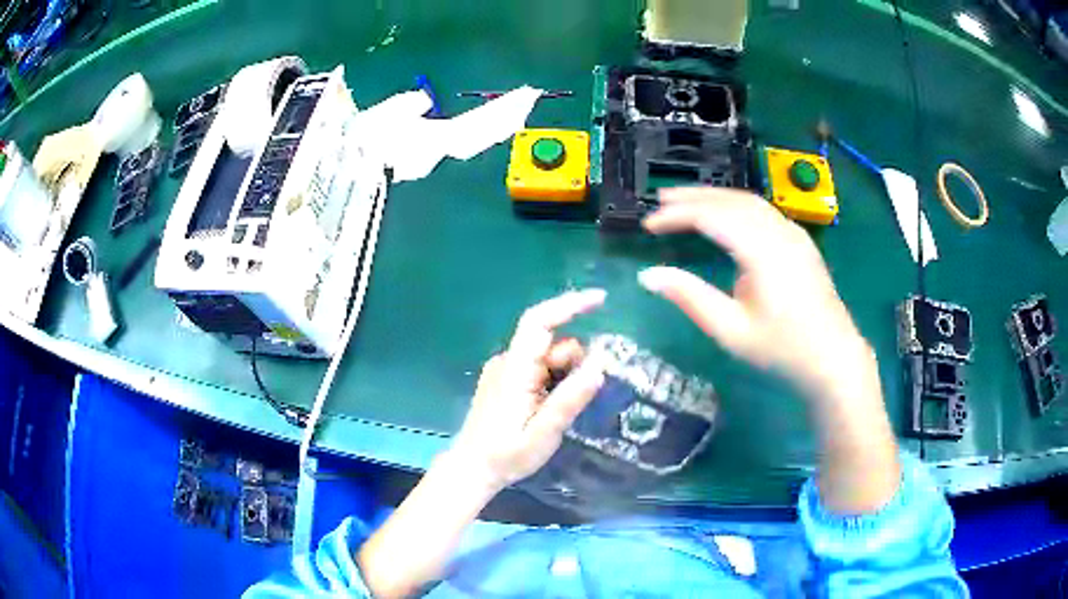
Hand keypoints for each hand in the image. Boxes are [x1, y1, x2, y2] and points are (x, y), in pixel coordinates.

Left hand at [449, 289, 606, 491]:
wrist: (472, 469)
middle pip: (551, 343)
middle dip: (574, 361)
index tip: (601, 300)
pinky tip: (549, 409)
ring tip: (559, 413)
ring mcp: (505, 370)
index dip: (569, 305)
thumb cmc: (506, 455)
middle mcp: (508, 361)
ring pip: (548, 357)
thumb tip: (601, 364)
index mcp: (515, 369)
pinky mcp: (506, 381)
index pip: (539, 321)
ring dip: (564, 375)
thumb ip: (570, 399)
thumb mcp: (544, 432)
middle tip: (580, 398)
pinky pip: (539, 368)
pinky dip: (554, 381)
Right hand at [638, 188, 872, 405]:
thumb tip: (648, 275)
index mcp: (763, 251)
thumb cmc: (782, 349)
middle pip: (731, 200)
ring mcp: (794, 233)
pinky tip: (725, 215)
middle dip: (693, 197)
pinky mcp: (801, 241)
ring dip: (715, 197)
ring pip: (749, 201)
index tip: (648, 225)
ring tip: (686, 201)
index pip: (712, 217)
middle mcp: (780, 232)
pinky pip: (764, 211)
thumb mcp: (731, 331)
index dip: (677, 215)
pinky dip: (736, 205)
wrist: (834, 358)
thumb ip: (690, 298)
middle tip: (660, 199)